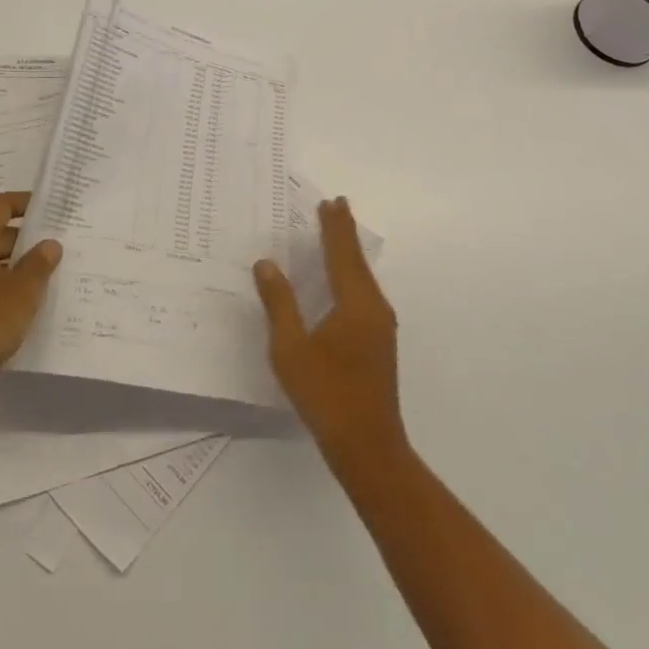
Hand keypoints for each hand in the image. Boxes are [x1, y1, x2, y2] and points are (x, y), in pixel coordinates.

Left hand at [0, 192, 61, 398]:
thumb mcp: (23, 289)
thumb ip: (39, 262)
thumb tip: (49, 244)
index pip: (0, 205)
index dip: (27, 203)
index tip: (54, 208)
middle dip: (27, 236)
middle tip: (60, 243)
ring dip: (18, 264)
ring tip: (52, 272)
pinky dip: (5, 285)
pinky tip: (30, 301)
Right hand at [253, 197, 404, 464]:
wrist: (368, 447)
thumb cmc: (326, 395)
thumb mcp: (291, 349)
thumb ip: (279, 303)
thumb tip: (267, 264)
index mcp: (354, 302)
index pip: (342, 253)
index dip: (334, 227)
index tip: (330, 202)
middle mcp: (374, 307)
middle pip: (357, 261)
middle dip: (344, 233)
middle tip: (335, 207)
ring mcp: (381, 326)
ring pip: (364, 278)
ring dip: (349, 254)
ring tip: (337, 234)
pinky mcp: (380, 342)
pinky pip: (365, 293)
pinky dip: (352, 275)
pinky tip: (343, 281)